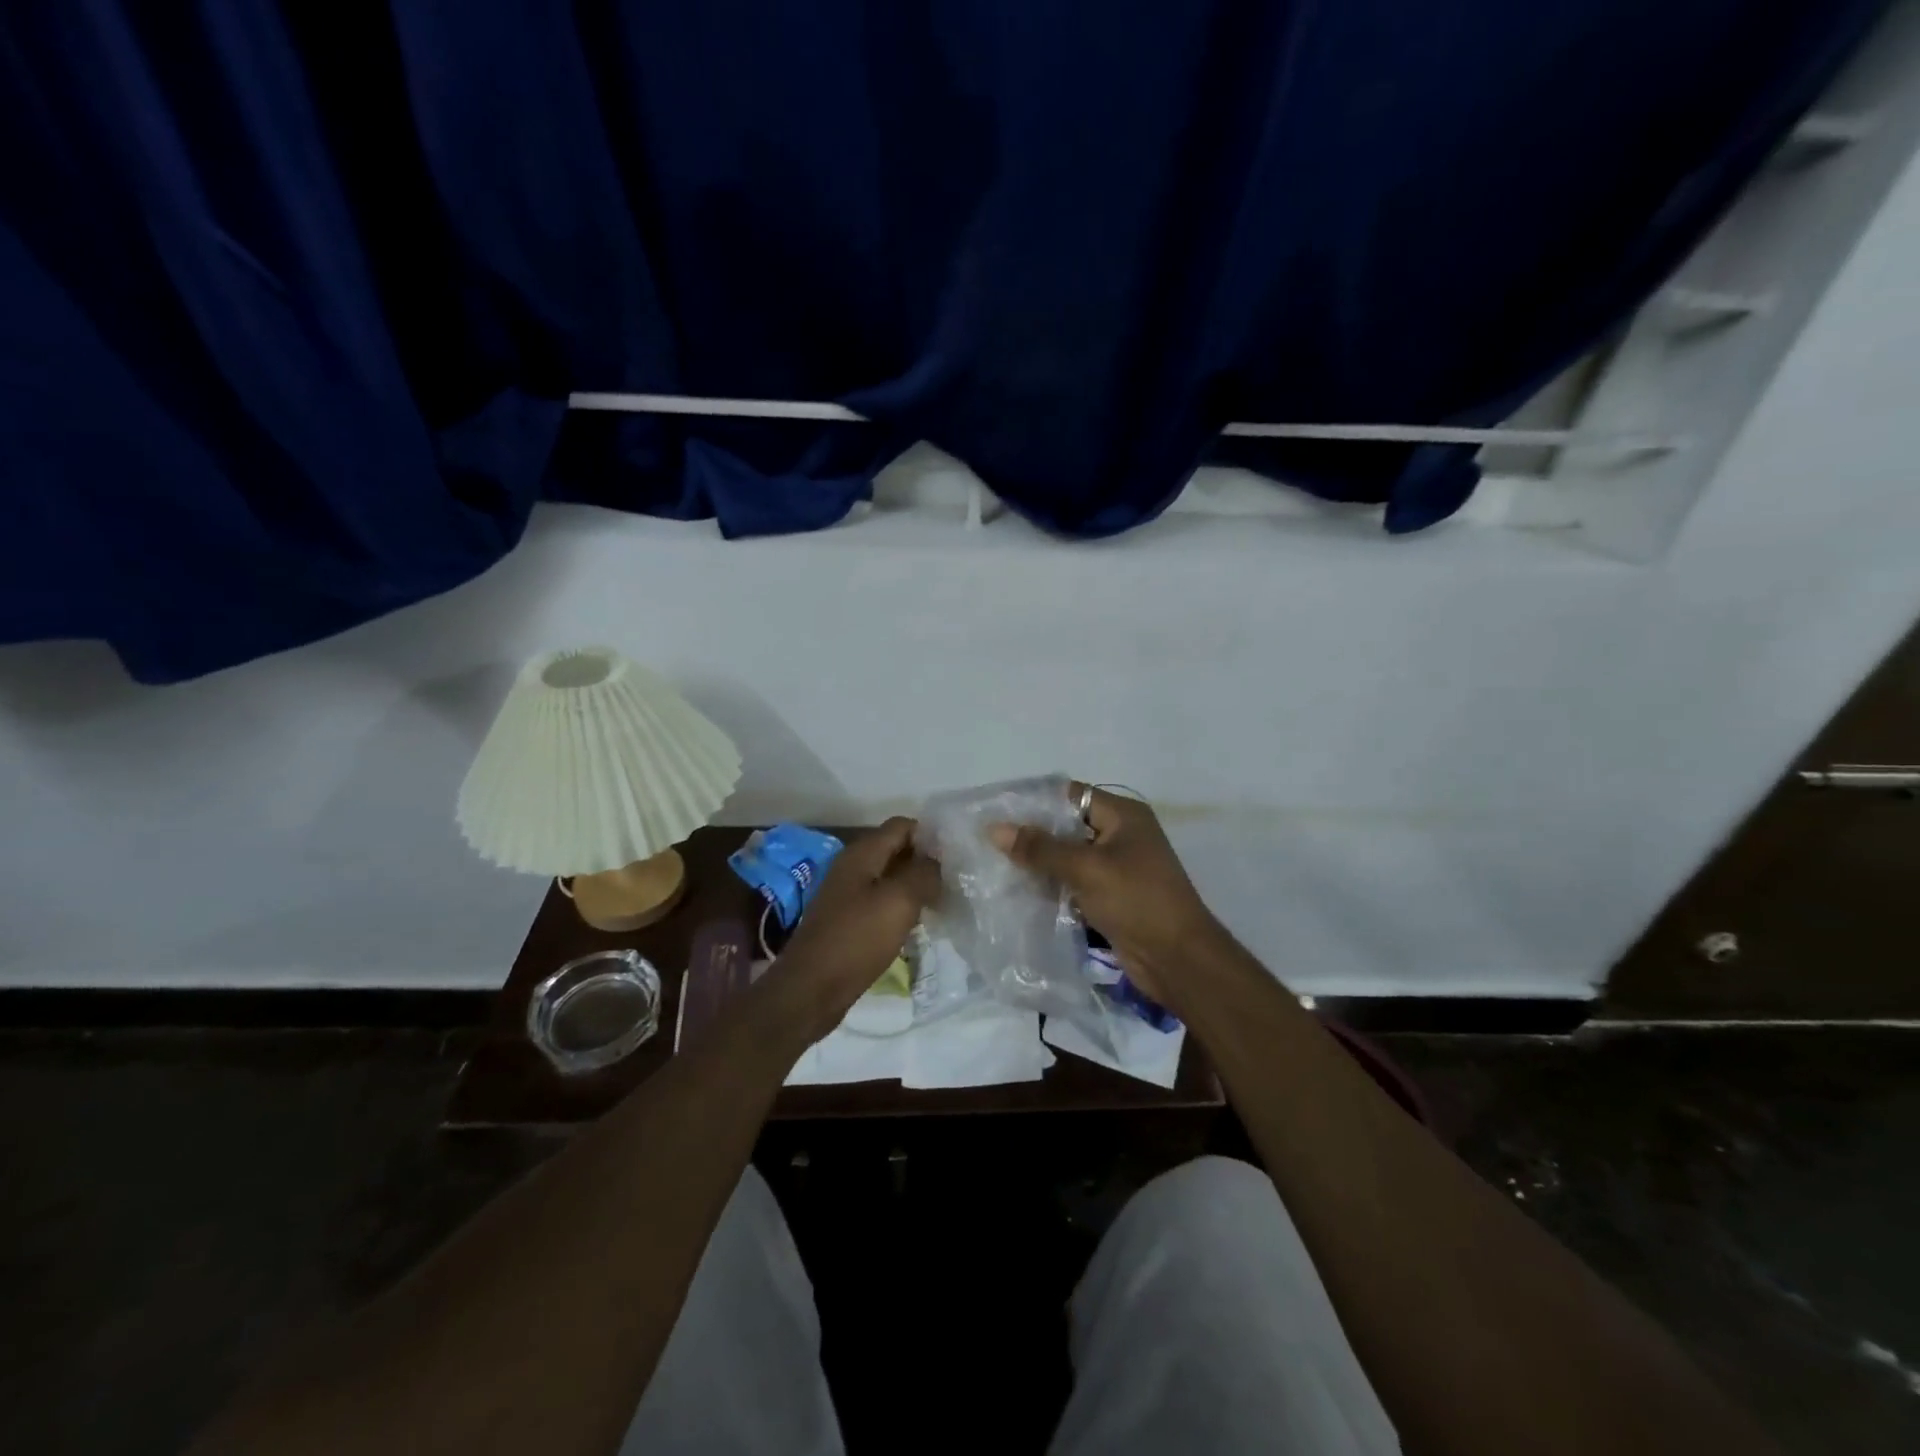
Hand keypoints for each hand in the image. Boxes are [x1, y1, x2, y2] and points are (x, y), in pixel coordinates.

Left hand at [772, 817, 940, 1041]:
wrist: (811, 989)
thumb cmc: (857, 939)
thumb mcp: (899, 901)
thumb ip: (924, 873)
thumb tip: (940, 860)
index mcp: (862, 853)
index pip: (903, 825)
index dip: (931, 835)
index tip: (957, 856)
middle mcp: (853, 866)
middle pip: (897, 850)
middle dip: (926, 861)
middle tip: (956, 880)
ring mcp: (849, 894)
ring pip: (891, 878)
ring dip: (916, 886)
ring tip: (945, 902)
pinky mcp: (849, 920)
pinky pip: (882, 902)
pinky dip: (902, 907)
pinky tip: (919, 924)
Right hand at [989, 785, 1219, 1008]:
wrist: (1178, 960)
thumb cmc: (1137, 901)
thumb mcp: (1087, 869)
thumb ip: (1040, 848)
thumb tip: (994, 828)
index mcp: (1123, 816)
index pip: (1071, 796)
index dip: (1035, 801)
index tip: (997, 810)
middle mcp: (1120, 836)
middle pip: (1068, 826)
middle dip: (1032, 834)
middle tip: (990, 840)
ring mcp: (1116, 868)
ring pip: (1068, 857)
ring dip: (1039, 863)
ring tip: (996, 865)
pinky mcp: (1110, 897)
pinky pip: (1074, 883)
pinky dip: (1051, 886)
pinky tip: (1019, 892)